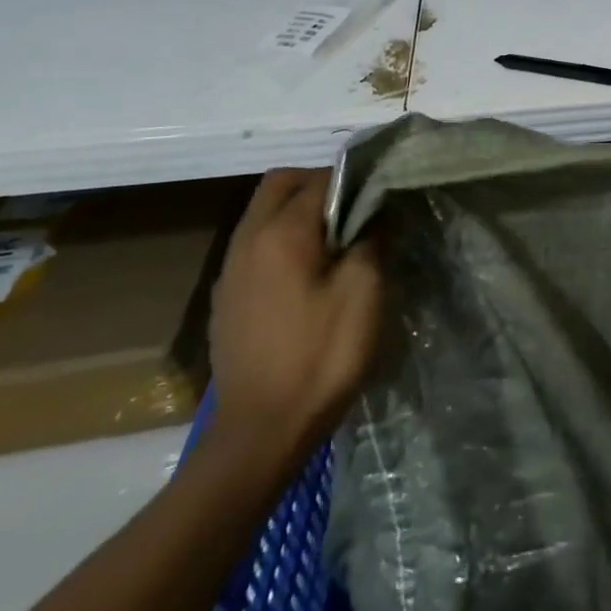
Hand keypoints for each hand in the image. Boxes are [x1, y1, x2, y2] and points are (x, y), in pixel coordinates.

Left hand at [207, 168, 382, 469]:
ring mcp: (231, 270)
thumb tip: (374, 210)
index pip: (321, 179)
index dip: (356, 180)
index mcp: (281, 232)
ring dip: (300, 212)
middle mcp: (247, 240)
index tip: (383, 196)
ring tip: (339, 241)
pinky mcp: (227, 299)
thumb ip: (370, 238)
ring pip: (264, 214)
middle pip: (280, 184)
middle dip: (319, 184)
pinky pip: (256, 246)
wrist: (261, 431)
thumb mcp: (364, 291)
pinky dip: (283, 241)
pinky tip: (309, 275)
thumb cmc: (321, 355)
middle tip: (357, 210)